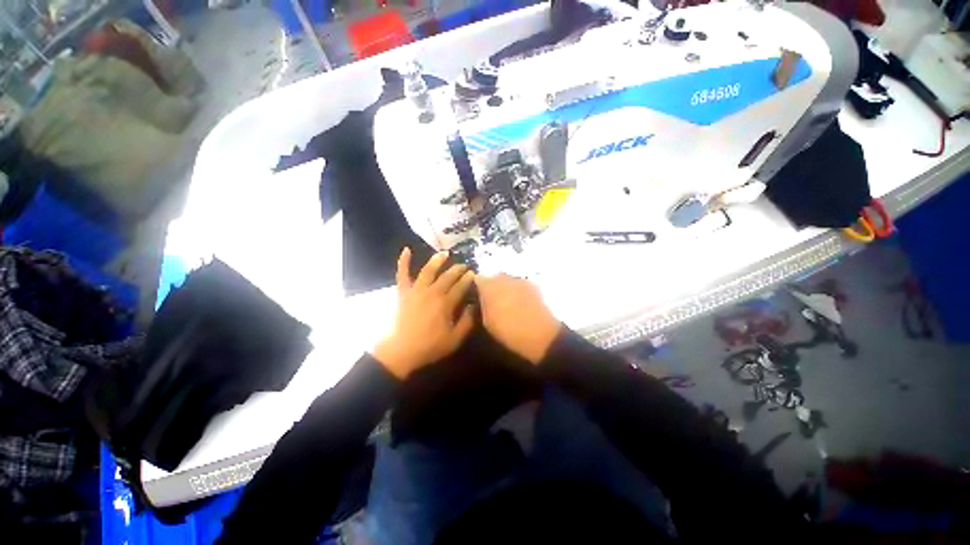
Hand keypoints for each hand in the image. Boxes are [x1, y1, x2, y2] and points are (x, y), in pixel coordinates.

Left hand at [374, 248, 475, 378]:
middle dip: (457, 269)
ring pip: (428, 270)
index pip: (460, 287)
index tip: (473, 274)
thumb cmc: (429, 346)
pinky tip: (406, 250)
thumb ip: (467, 321)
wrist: (401, 352)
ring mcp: (416, 290)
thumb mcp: (454, 339)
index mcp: (445, 303)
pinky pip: (402, 274)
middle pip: (447, 277)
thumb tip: (472, 306)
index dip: (468, 279)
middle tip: (464, 265)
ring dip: (437, 260)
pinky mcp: (403, 292)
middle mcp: (432, 292)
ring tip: (445, 253)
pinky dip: (403, 261)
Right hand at [474, 274, 561, 364]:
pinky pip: (520, 284)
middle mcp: (504, 279)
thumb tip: (482, 297)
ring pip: (508, 279)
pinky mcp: (532, 285)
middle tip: (493, 299)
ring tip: (508, 301)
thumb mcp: (488, 322)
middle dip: (492, 285)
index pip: (478, 279)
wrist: (540, 334)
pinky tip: (521, 302)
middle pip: (494, 277)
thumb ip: (483, 305)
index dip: (478, 286)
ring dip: (506, 287)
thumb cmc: (509, 331)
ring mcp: (520, 280)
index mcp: (490, 287)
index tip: (478, 295)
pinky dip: (518, 290)